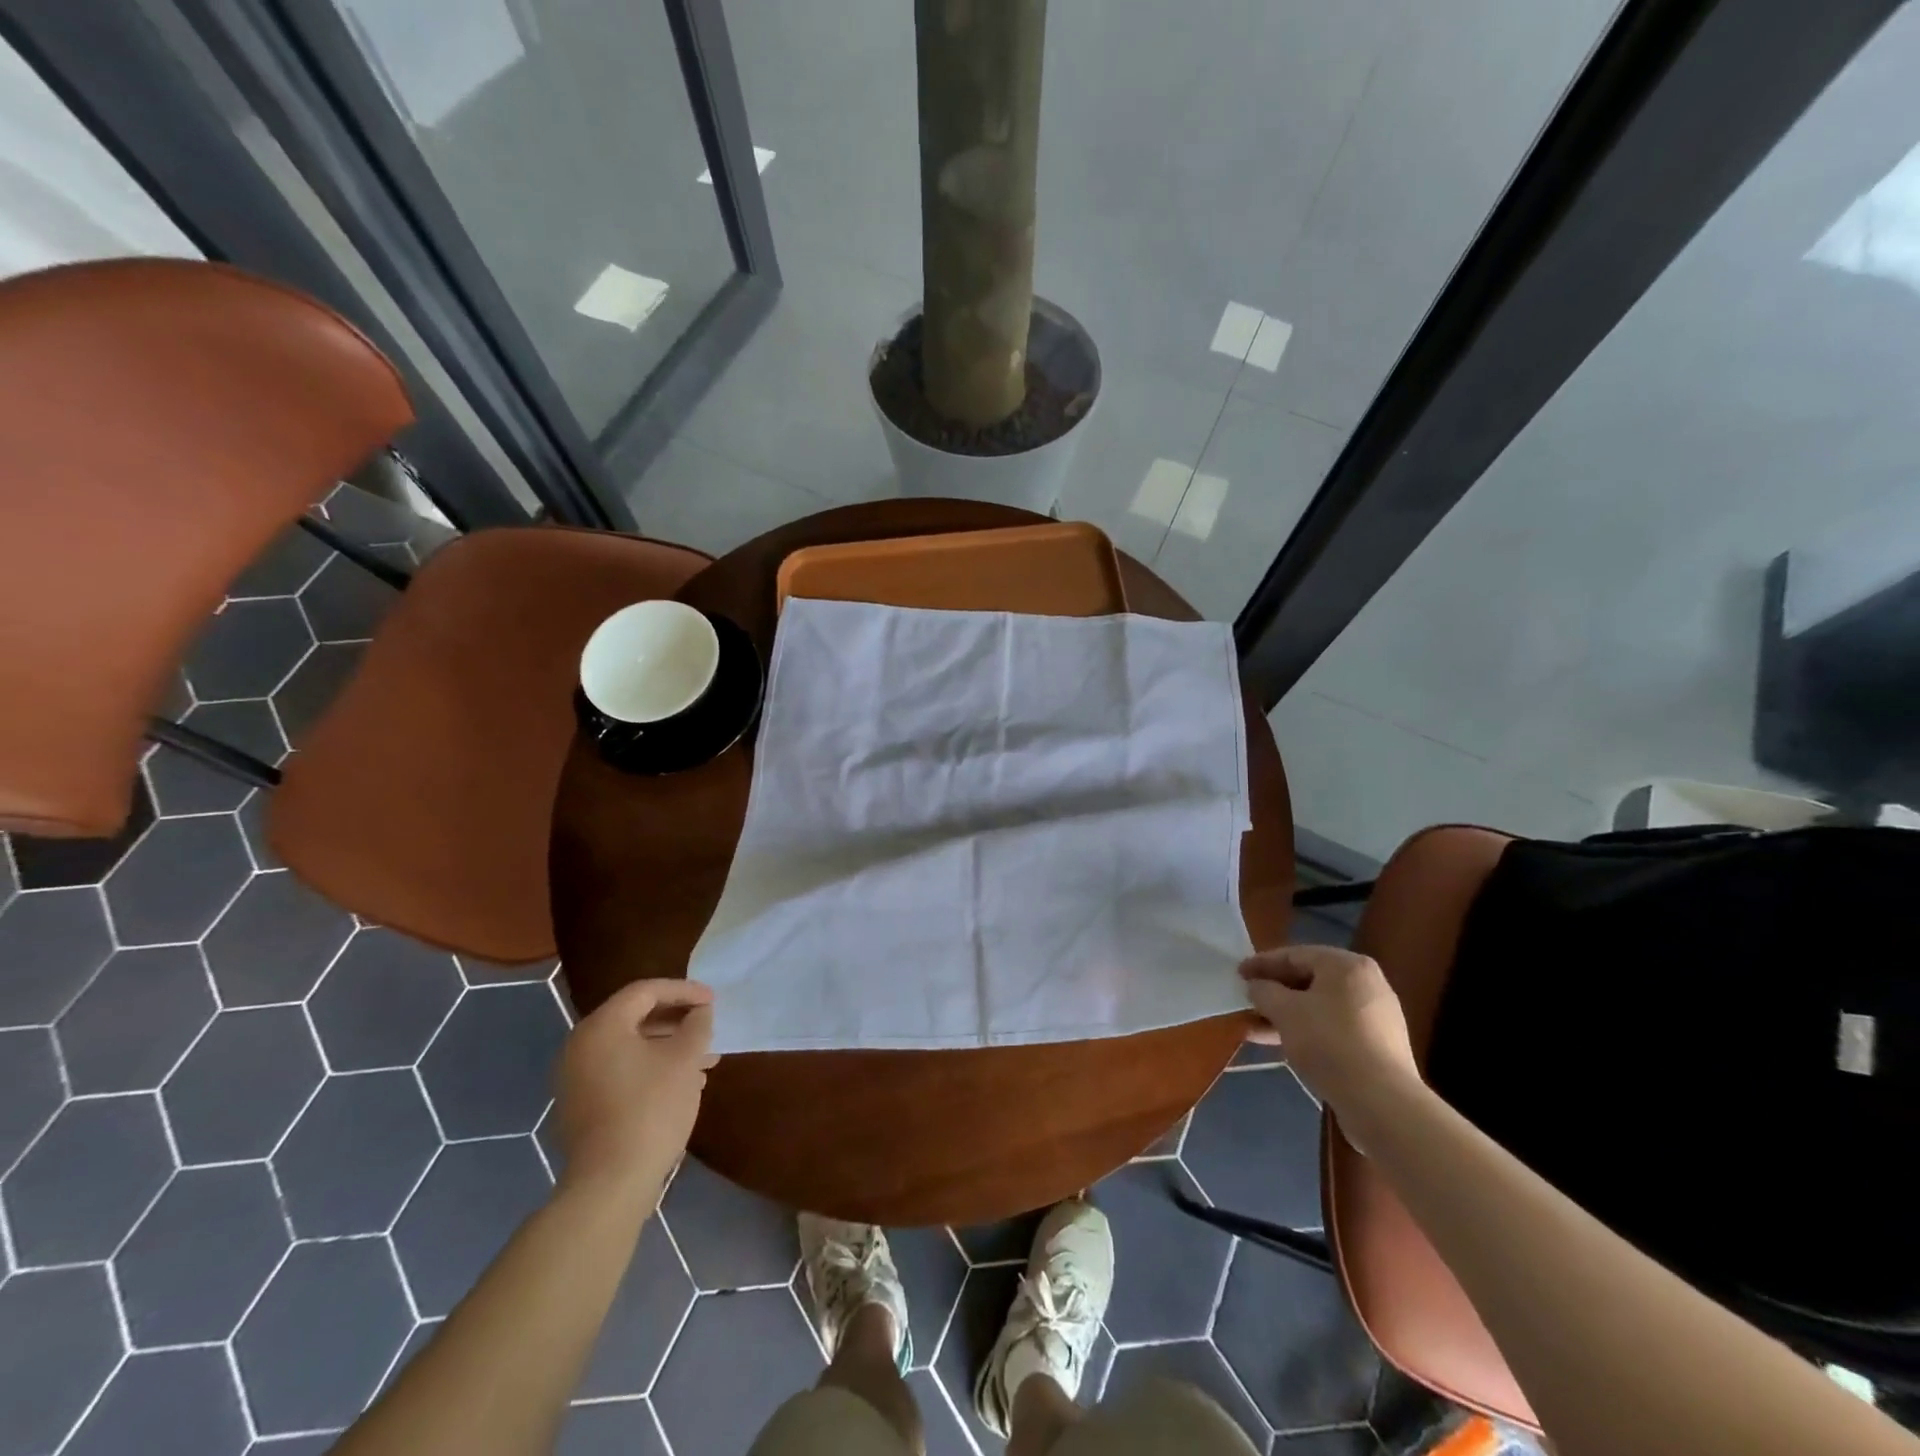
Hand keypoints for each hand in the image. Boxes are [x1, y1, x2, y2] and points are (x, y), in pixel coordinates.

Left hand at [553, 979, 716, 1200]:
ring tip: (704, 1061)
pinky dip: (649, 1068)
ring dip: (667, 1047)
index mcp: (601, 1027)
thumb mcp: (685, 1059)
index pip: (645, 991)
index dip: (684, 991)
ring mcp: (576, 1079)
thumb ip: (696, 1025)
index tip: (713, 1001)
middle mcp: (580, 1046)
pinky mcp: (580, 1106)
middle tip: (708, 1027)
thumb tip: (699, 1012)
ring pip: (629, 1047)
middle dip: (677, 1021)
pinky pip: (619, 1071)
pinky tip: (680, 1085)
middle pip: (634, 1017)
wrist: (610, 1183)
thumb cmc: (651, 1108)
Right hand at [1240, 946, 1418, 1139]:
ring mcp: (1375, 1017)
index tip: (1238, 974)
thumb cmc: (1329, 1042)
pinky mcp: (1377, 1046)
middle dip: (1274, 993)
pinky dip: (1306, 1032)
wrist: (1381, 1102)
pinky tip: (1281, 1045)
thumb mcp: (1285, 1011)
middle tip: (1247, 1000)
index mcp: (1347, 966)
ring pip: (1319, 1008)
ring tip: (1254, 1028)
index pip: (1295, 955)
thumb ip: (1264, 992)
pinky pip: (1332, 1029)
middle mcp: (1367, 984)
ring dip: (1285, 1016)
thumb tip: (1256, 987)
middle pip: (1309, 981)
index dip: (1262, 963)